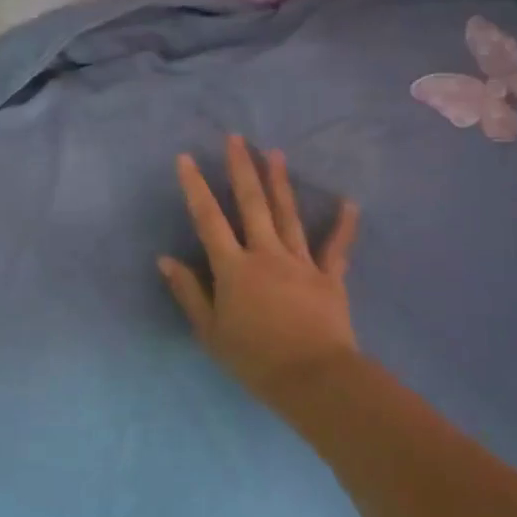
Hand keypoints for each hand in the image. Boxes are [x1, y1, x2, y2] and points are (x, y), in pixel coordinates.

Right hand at [159, 134, 362, 407]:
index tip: (186, 158)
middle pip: (252, 204)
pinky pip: (336, 247)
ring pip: (288, 214)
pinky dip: (344, 225)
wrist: (313, 378)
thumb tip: (166, 259)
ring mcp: (300, 262)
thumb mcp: (210, 332)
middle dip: (242, 168)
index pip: (208, 219)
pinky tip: (350, 202)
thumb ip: (189, 292)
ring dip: (280, 182)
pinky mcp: (329, 277)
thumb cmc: (254, 359)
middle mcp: (265, 254)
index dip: (196, 187)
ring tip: (275, 153)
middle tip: (237, 138)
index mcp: (233, 267)